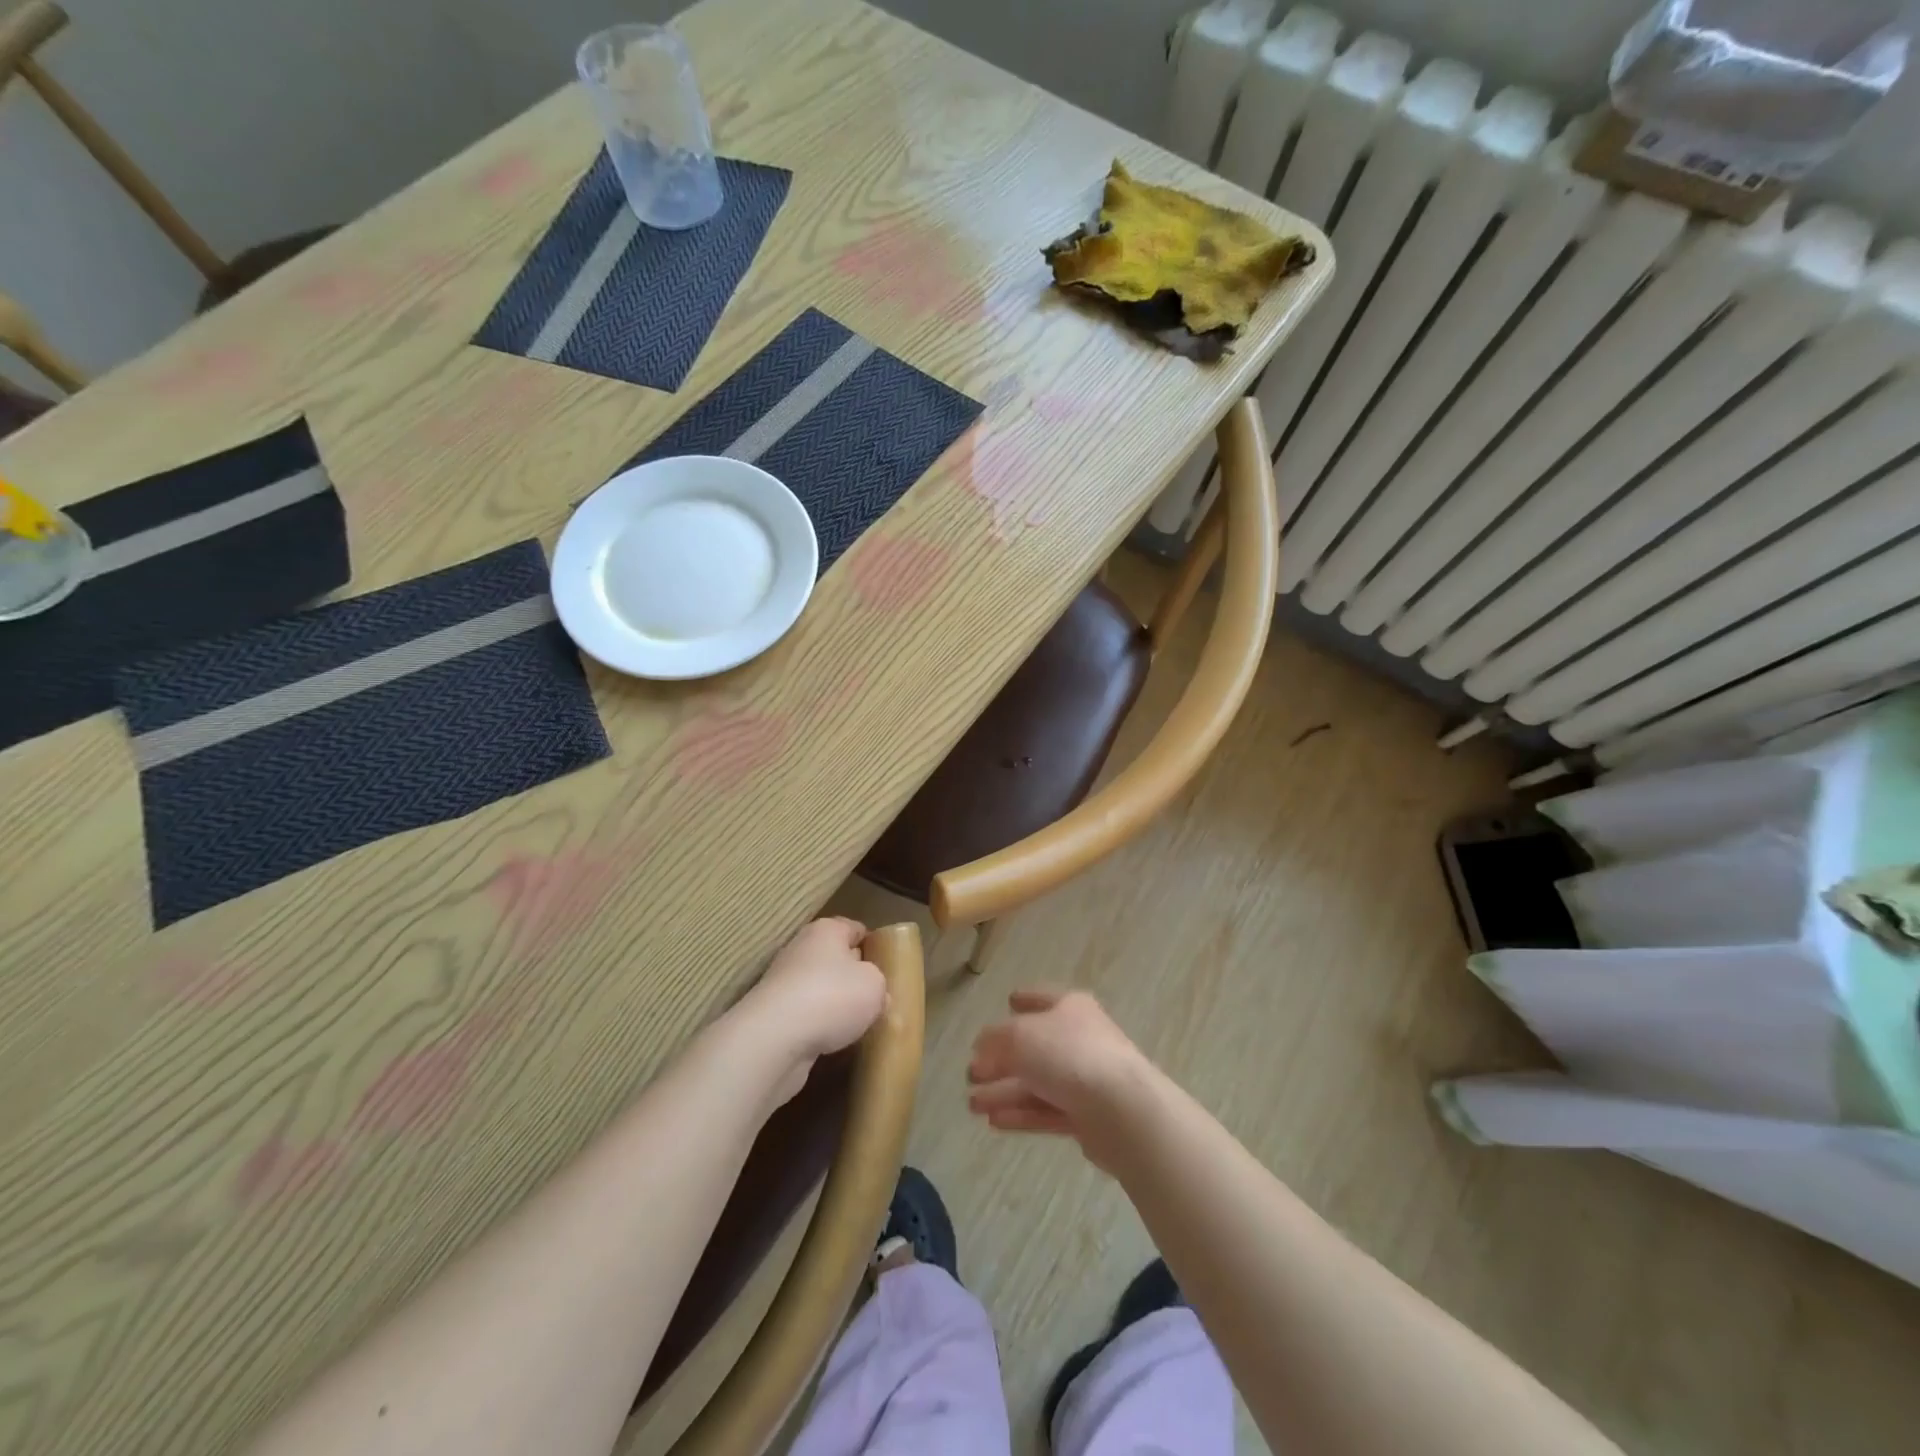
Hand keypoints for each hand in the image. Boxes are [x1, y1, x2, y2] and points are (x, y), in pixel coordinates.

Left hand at [743, 918, 887, 1094]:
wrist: (774, 1039)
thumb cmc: (832, 997)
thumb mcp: (874, 985)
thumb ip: (879, 983)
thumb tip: (873, 992)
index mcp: (826, 931)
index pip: (854, 928)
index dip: (872, 944)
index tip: (887, 965)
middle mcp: (800, 949)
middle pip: (834, 958)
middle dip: (852, 977)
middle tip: (875, 998)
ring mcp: (782, 983)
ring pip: (818, 988)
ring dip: (834, 1004)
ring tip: (857, 1025)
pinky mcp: (772, 1014)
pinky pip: (804, 1014)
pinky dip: (817, 1026)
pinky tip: (832, 1041)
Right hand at [967, 989, 1153, 1169]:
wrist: (1122, 1110)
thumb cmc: (1068, 1056)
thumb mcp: (1019, 1036)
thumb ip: (994, 1040)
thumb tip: (981, 1048)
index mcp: (1070, 1007)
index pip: (1043, 998)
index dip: (1025, 998)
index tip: (1008, 1000)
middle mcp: (1079, 1038)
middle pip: (1034, 1046)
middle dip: (1000, 1060)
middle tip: (971, 1074)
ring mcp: (1085, 1078)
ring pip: (1037, 1082)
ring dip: (1004, 1092)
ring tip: (972, 1105)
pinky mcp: (1087, 1116)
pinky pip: (1047, 1110)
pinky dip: (1021, 1114)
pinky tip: (994, 1122)